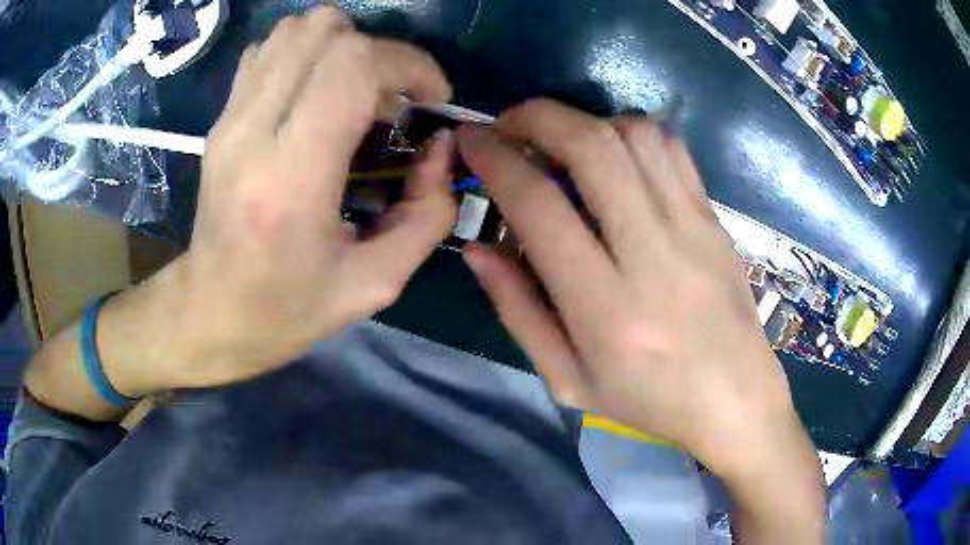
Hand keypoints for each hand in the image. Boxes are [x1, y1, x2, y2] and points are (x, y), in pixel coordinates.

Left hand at [119, 8, 456, 391]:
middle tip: (390, 100)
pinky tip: (313, 95)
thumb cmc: (287, 309)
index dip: (408, 64)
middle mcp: (252, 133)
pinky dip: (302, 54)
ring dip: (340, 47)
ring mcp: (229, 120)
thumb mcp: (375, 283)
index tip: (429, 99)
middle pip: (323, 32)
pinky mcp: (220, 119)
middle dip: (379, 52)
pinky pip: (266, 51)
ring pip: (293, 31)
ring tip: (354, 94)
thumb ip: (426, 213)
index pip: (353, 66)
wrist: (209, 313)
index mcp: (290, 179)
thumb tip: (440, 147)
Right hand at [457, 100, 822, 524]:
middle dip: (536, 117)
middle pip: (591, 146)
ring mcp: (692, 228)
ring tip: (562, 142)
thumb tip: (476, 248)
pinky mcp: (715, 219)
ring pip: (634, 134)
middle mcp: (651, 255)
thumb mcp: (568, 379)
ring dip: (585, 121)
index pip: (539, 205)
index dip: (494, 159)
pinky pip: (671, 148)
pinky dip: (631, 132)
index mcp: (606, 309)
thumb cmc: (650, 402)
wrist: (736, 399)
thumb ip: (518, 311)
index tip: (470, 141)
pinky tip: (615, 155)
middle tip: (509, 124)